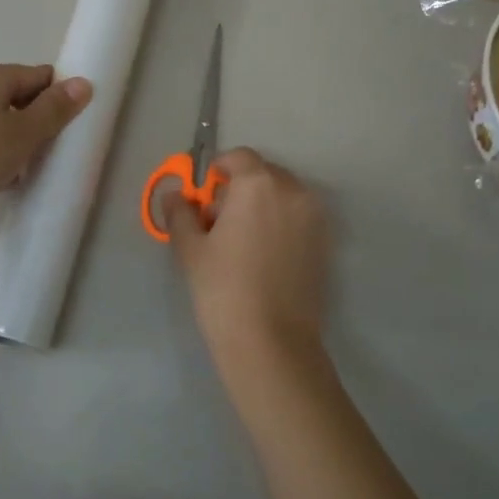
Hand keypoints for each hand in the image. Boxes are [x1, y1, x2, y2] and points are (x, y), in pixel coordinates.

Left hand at [0, 62, 91, 222]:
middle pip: (11, 92)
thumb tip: (83, 82)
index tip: (56, 133)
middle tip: (33, 154)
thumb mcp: (24, 136)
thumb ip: (55, 109)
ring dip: (4, 132)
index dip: (54, 101)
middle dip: (27, 118)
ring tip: (7, 167)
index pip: (38, 76)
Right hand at [164, 148, 329, 377]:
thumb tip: (174, 194)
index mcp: (259, 184)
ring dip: (262, 205)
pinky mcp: (325, 242)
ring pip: (283, 195)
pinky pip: (298, 217)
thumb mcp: (191, 249)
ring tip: (242, 241)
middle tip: (218, 222)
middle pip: (264, 174)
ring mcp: (315, 217)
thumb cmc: (223, 289)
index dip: (218, 170)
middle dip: (240, 188)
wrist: (271, 342)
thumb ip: (180, 213)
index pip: (239, 157)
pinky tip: (263, 256)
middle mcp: (293, 191)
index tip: (204, 195)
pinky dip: (281, 223)